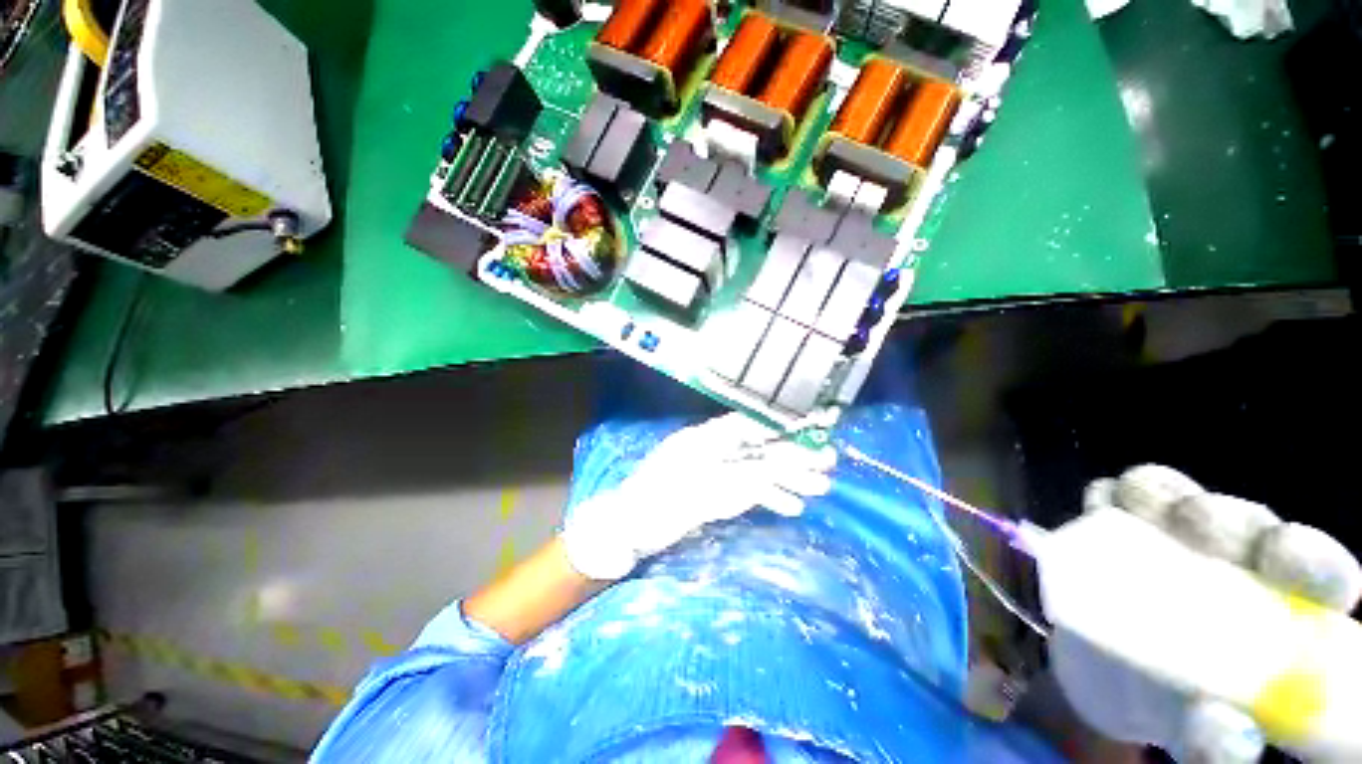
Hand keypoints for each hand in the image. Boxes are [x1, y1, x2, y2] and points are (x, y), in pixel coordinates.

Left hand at [560, 413, 835, 580]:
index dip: (783, 426)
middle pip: (760, 448)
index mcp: (707, 439)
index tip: (813, 428)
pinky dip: (769, 496)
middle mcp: (713, 450)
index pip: (753, 426)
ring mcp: (713, 471)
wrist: (629, 526)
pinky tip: (792, 506)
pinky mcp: (713, 491)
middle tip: (830, 463)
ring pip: (757, 469)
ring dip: (788, 479)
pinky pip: (747, 489)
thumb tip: (788, 464)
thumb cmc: (660, 503)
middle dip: (794, 456)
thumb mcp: (706, 489)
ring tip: (821, 489)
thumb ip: (748, 477)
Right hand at [1053, 465, 1361, 762]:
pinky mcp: (1116, 525)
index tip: (1280, 560)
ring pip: (1171, 491)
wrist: (1108, 682)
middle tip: (1189, 530)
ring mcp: (1174, 536)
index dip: (1308, 556)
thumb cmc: (1174, 710)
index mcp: (1282, 606)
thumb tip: (1228, 729)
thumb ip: (1214, 742)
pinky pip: (1109, 493)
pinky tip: (1097, 513)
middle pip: (1240, 518)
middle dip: (1219, 517)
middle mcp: (1238, 559)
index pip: (1316, 570)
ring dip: (1154, 496)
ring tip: (1128, 517)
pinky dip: (1105, 497)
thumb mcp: (1198, 737)